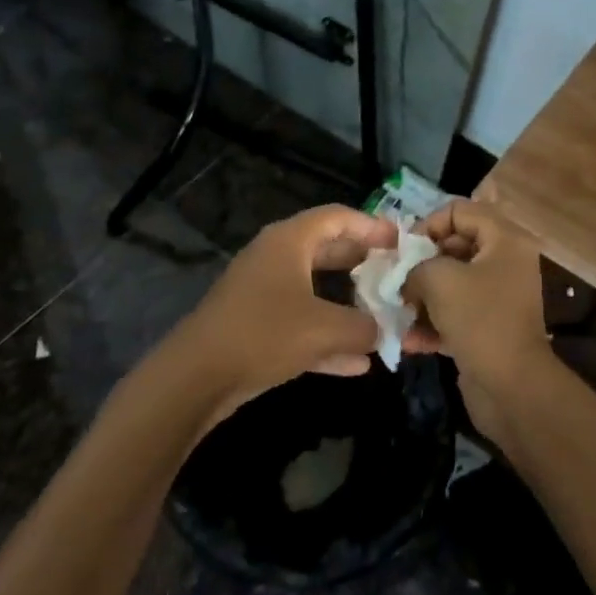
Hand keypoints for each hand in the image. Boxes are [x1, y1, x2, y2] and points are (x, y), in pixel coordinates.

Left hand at [164, 204, 397, 423]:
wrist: (196, 377)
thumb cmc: (264, 334)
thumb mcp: (325, 329)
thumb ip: (364, 327)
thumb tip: (382, 330)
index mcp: (289, 241)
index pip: (337, 217)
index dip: (371, 225)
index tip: (399, 240)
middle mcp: (275, 258)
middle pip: (326, 249)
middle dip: (361, 262)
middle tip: (393, 273)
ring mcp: (261, 292)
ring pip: (314, 288)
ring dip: (346, 303)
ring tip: (381, 315)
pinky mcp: (254, 325)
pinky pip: (300, 322)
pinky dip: (326, 336)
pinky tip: (356, 364)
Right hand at [401, 199, 551, 441]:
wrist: (512, 387)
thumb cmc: (479, 319)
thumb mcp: (438, 279)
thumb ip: (414, 266)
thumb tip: (405, 277)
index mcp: (505, 240)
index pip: (460, 210)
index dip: (428, 224)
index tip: (405, 250)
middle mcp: (505, 262)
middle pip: (455, 246)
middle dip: (421, 263)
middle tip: (396, 280)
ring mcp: (498, 296)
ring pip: (452, 283)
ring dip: (422, 296)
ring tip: (398, 311)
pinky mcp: (489, 327)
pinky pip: (455, 313)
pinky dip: (433, 323)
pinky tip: (410, 340)